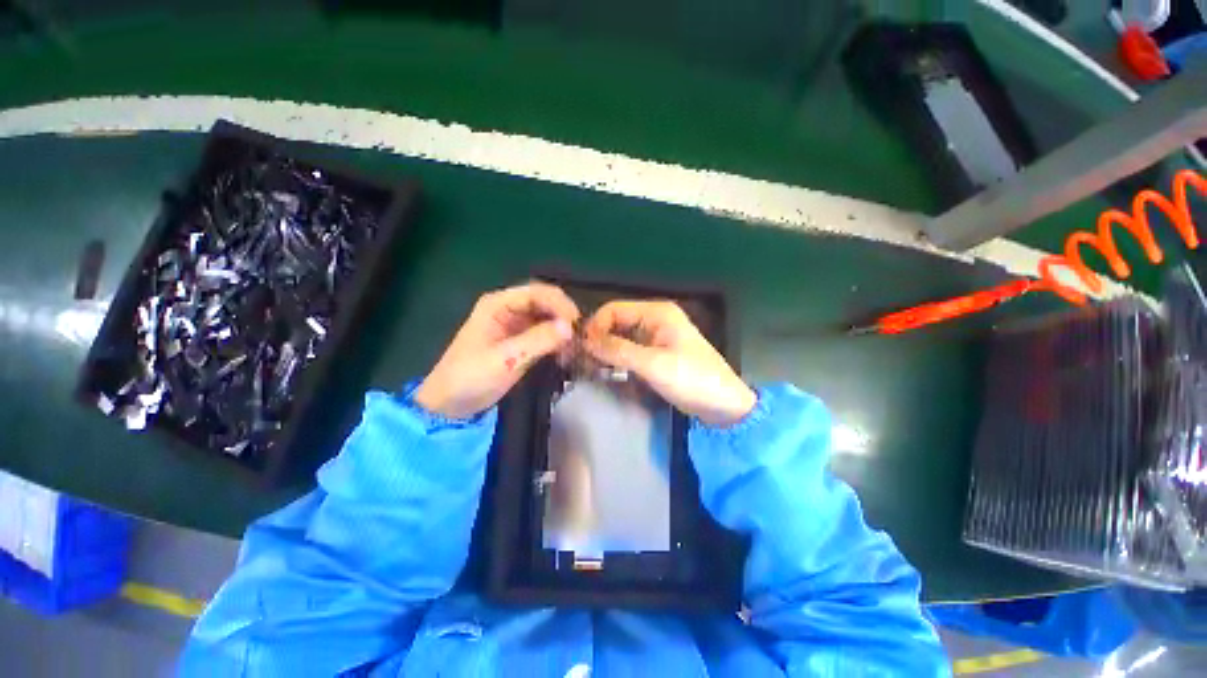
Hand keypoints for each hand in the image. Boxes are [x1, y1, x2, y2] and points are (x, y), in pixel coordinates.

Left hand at [415, 283, 579, 417]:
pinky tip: (565, 354)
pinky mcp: (520, 340)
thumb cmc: (471, 378)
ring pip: (547, 317)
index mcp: (498, 304)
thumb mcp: (505, 360)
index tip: (575, 325)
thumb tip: (570, 327)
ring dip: (562, 329)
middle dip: (564, 316)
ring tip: (574, 348)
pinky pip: (545, 333)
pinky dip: (557, 341)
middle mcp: (508, 308)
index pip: (537, 292)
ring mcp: (515, 324)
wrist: (451, 404)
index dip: (560, 305)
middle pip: (545, 301)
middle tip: (579, 337)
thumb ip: (538, 341)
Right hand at [582, 300, 755, 426]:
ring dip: (604, 353)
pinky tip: (603, 374)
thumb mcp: (654, 365)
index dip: (595, 326)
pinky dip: (615, 362)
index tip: (582, 349)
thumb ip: (619, 351)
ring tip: (587, 370)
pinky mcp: (653, 356)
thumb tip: (585, 340)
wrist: (723, 405)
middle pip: (615, 324)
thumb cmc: (693, 379)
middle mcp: (653, 321)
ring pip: (619, 340)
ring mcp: (653, 339)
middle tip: (578, 362)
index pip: (614, 310)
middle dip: (597, 341)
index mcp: (656, 313)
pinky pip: (627, 353)